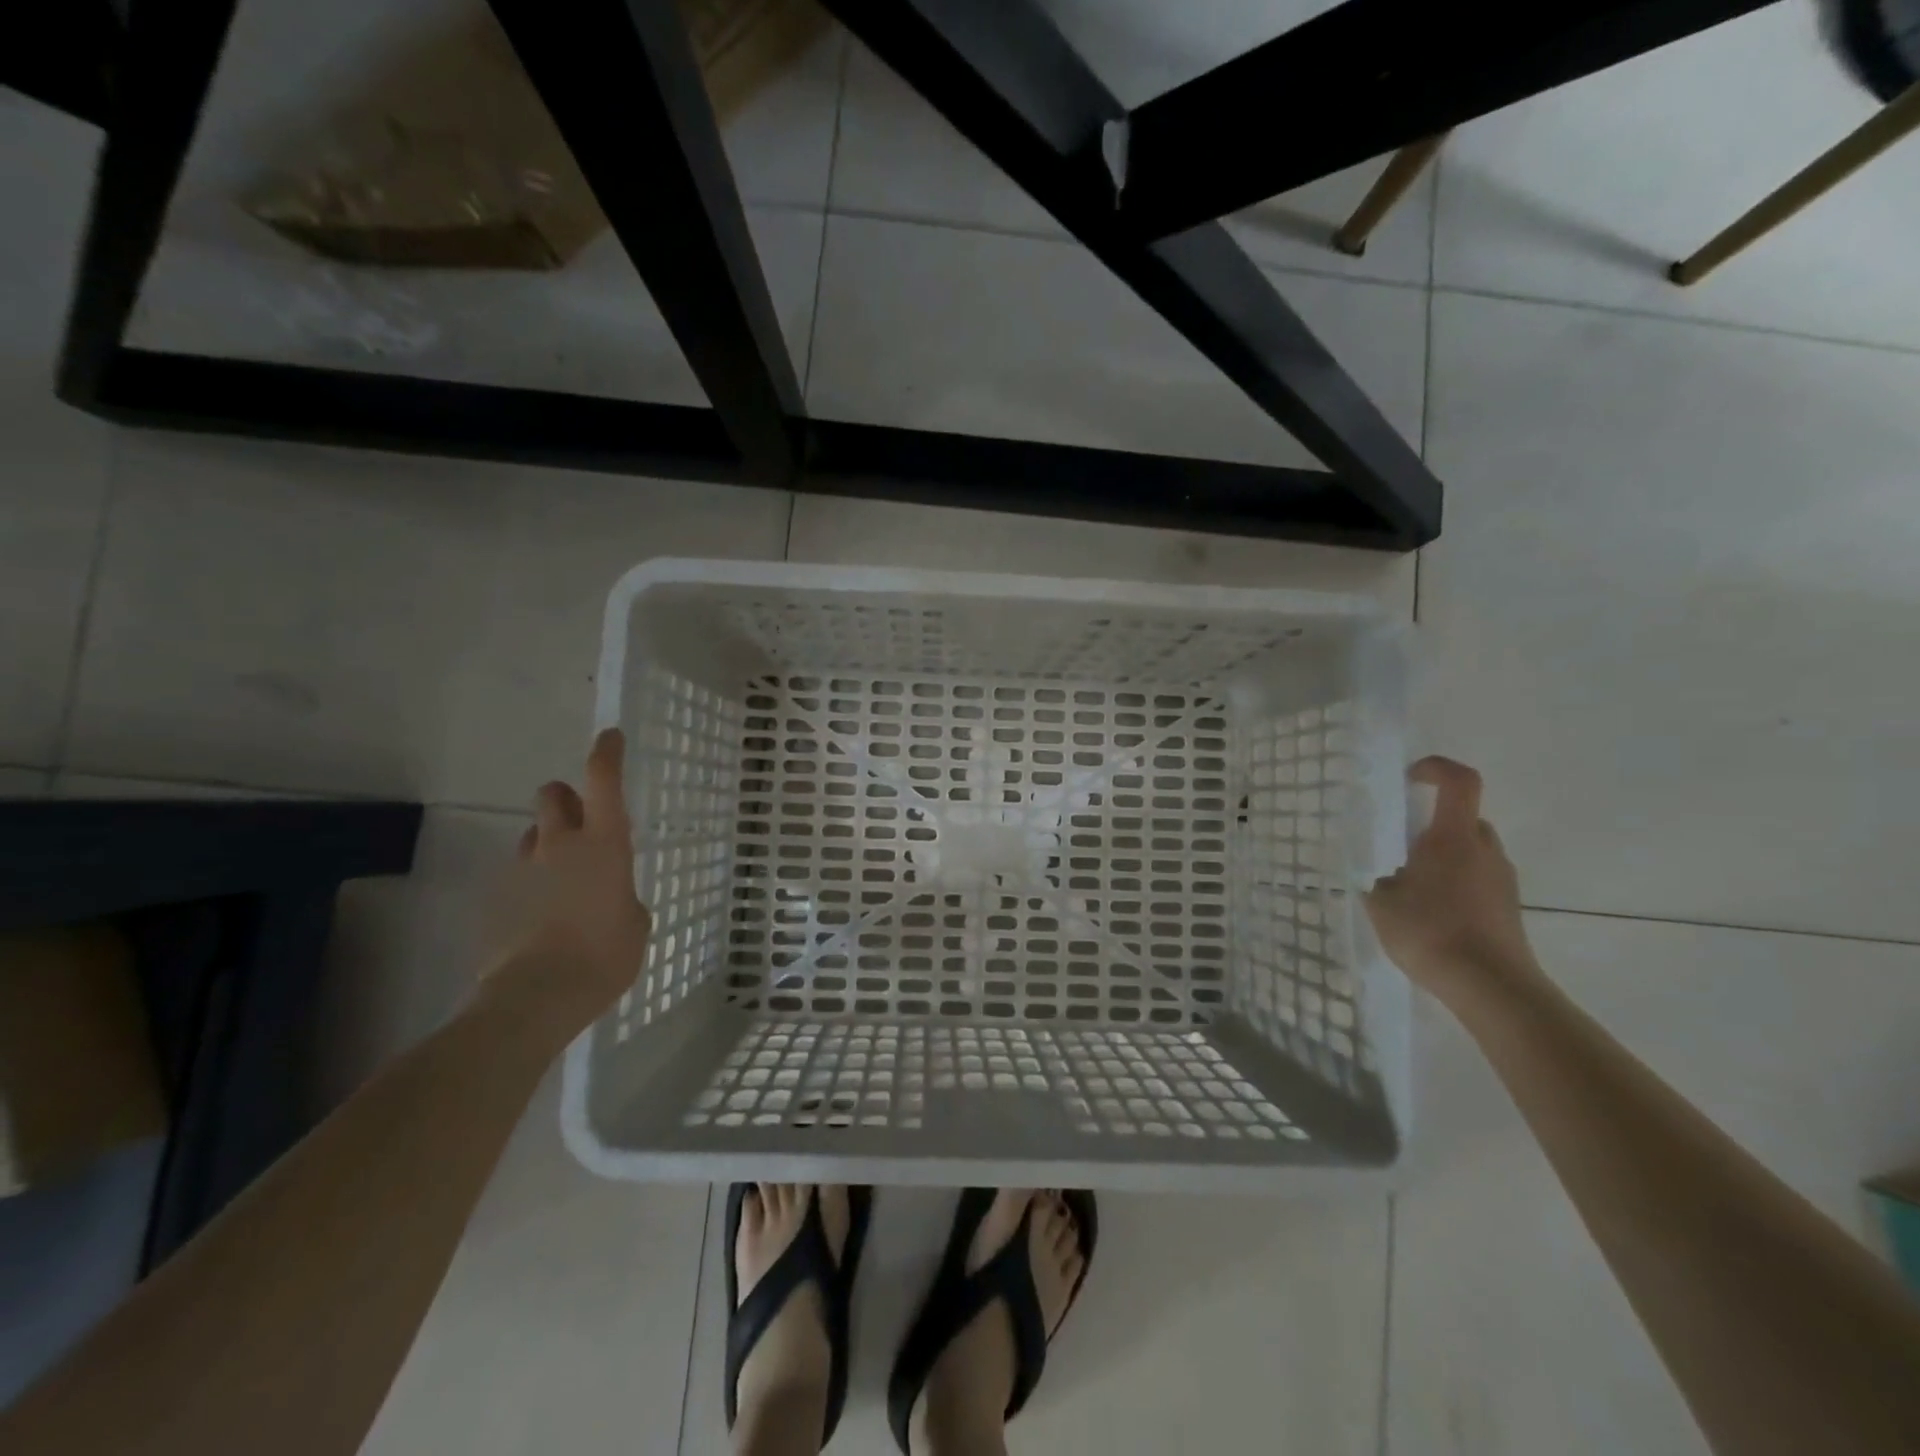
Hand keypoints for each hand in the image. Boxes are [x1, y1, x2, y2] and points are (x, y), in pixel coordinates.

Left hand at [486, 727, 651, 1030]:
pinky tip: (542, 917)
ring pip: (533, 835)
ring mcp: (524, 869)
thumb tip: (612, 897)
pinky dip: (532, 884)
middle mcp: (561, 844)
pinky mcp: (497, 897)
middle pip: (553, 794)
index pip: (603, 780)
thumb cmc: (605, 955)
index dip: (607, 753)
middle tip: (581, 822)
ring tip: (563, 880)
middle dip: (566, 798)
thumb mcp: (636, 923)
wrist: (537, 996)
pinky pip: (519, 875)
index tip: (610, 737)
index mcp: (604, 844)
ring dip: (548, 843)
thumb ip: (624, 897)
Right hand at [1362, 756, 1540, 1004]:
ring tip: (1412, 889)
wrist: (1491, 987)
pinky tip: (1432, 916)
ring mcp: (1503, 880)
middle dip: (1432, 824)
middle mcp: (1485, 850)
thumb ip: (1379, 878)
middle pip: (1463, 818)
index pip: (1459, 781)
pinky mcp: (1509, 907)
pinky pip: (1479, 879)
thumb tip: (1388, 875)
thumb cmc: (1430, 932)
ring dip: (1444, 857)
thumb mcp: (1381, 901)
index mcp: (1453, 838)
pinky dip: (1455, 884)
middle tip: (1400, 848)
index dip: (1436, 768)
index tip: (1410, 779)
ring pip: (1471, 851)